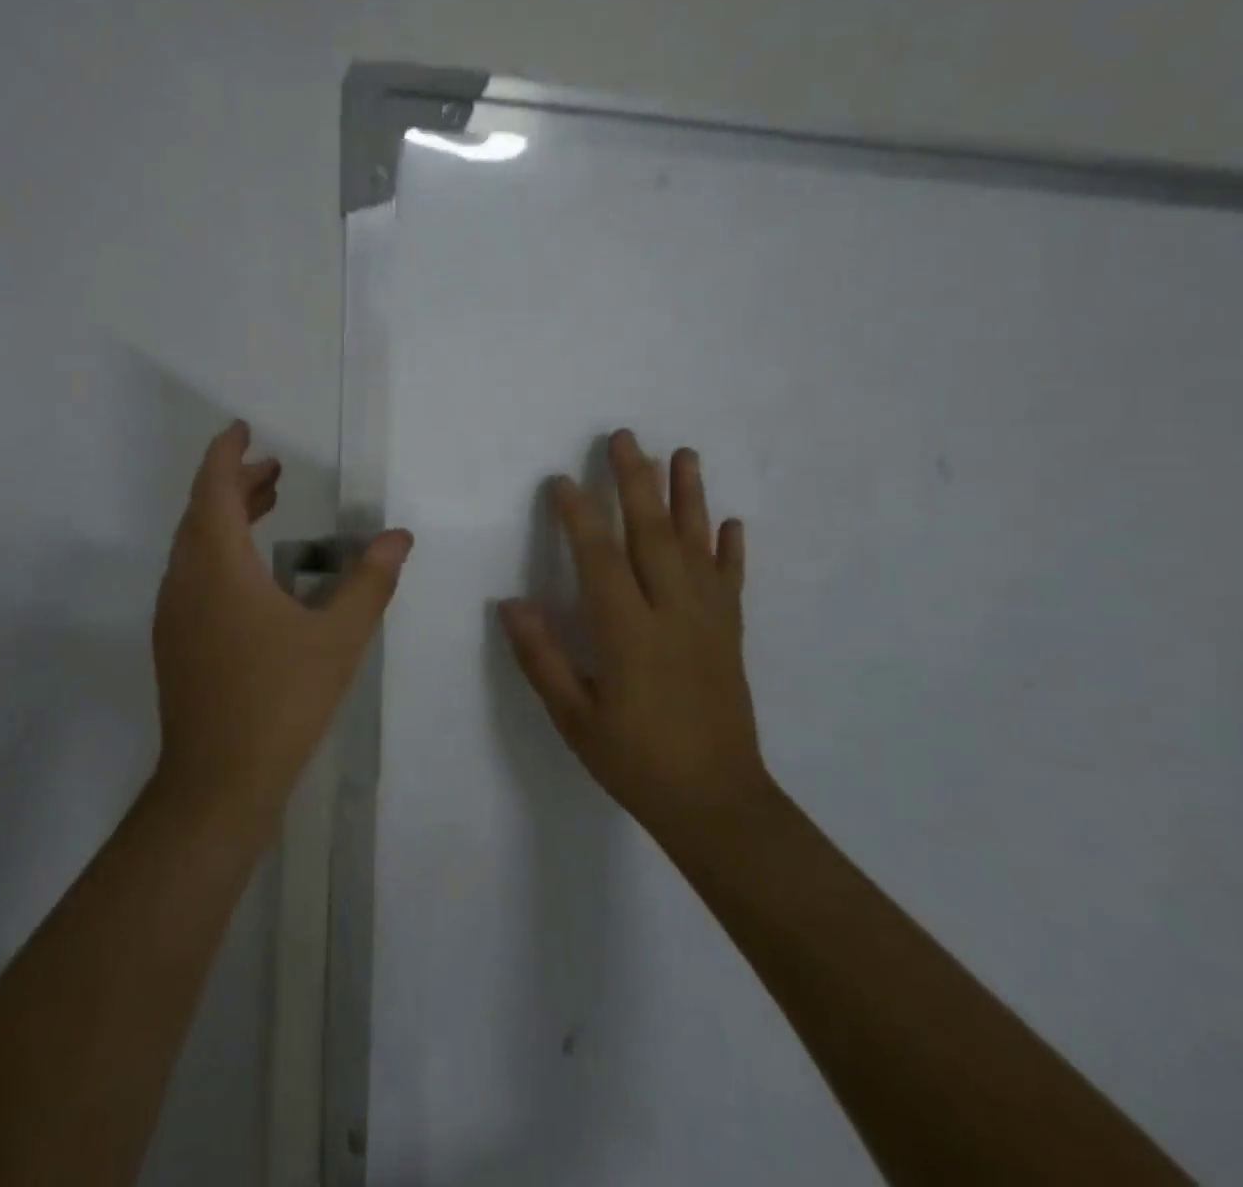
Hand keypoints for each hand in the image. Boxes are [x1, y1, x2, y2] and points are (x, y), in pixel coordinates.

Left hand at [151, 420, 413, 828]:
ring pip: (195, 544)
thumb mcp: (337, 638)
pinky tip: (253, 571)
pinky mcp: (175, 640)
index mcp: (217, 567)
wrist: (217, 782)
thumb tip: (399, 537)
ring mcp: (174, 612)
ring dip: (226, 516)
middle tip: (272, 468)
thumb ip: (370, 581)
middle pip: (202, 512)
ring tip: (268, 502)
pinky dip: (219, 550)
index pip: (212, 488)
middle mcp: (186, 580)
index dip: (225, 453)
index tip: (242, 429)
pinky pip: (193, 573)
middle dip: (234, 482)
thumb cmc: (280, 701)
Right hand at [498, 429, 769, 839]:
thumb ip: (542, 658)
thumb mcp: (575, 719)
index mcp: (629, 633)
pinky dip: (731, 549)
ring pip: (698, 546)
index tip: (562, 482)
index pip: (599, 559)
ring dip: (689, 496)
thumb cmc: (635, 761)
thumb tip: (510, 604)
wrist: (716, 803)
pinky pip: (732, 582)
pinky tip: (729, 521)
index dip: (579, 516)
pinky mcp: (731, 635)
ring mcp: (709, 621)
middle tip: (625, 438)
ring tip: (684, 454)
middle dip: (636, 482)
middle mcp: (672, 614)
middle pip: (653, 535)